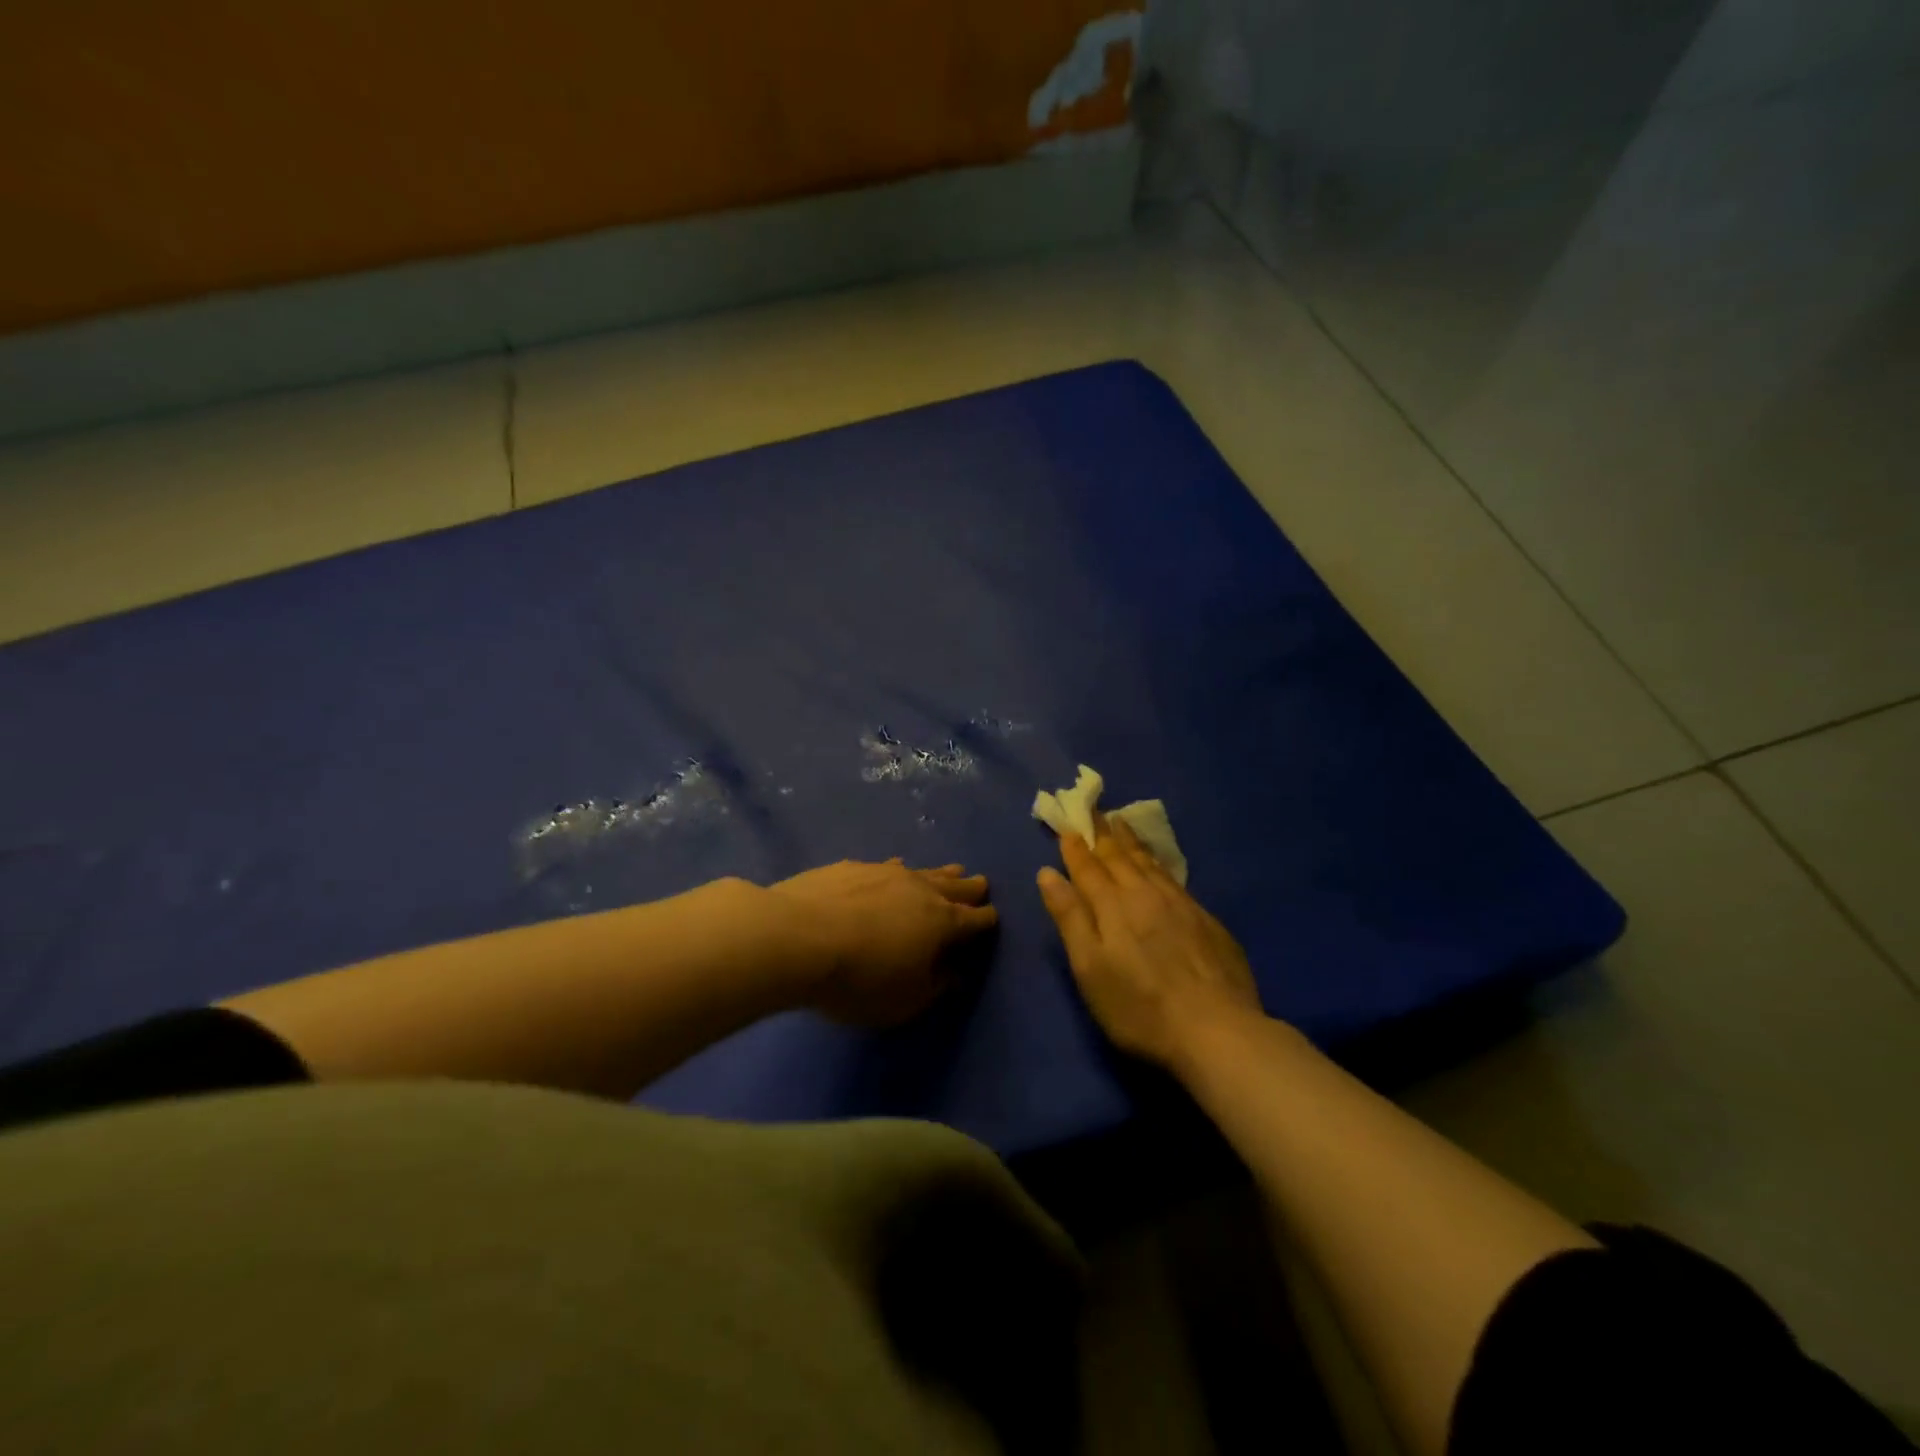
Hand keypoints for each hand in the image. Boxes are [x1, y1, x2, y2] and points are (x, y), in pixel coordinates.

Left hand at [771, 859, 997, 1025]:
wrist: (797, 937)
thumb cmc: (859, 979)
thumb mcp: (904, 1001)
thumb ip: (935, 987)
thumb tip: (955, 973)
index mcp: (943, 922)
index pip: (976, 919)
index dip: (987, 921)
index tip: (992, 920)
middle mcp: (921, 889)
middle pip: (955, 886)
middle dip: (971, 888)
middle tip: (981, 884)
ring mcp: (886, 872)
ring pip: (924, 870)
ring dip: (940, 873)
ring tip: (951, 870)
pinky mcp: (853, 866)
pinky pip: (888, 867)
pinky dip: (899, 871)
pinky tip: (894, 870)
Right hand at [1037, 817, 1262, 1070]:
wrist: (1218, 1030)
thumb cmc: (1139, 1007)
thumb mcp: (1090, 968)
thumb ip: (1070, 917)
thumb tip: (1048, 873)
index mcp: (1113, 905)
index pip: (1089, 867)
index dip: (1075, 848)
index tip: (1067, 827)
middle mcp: (1145, 894)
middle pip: (1120, 857)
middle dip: (1103, 834)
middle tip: (1096, 812)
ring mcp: (1181, 904)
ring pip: (1149, 863)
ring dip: (1131, 842)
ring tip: (1122, 824)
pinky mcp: (1206, 919)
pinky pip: (1173, 877)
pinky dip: (1158, 863)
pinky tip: (1158, 864)